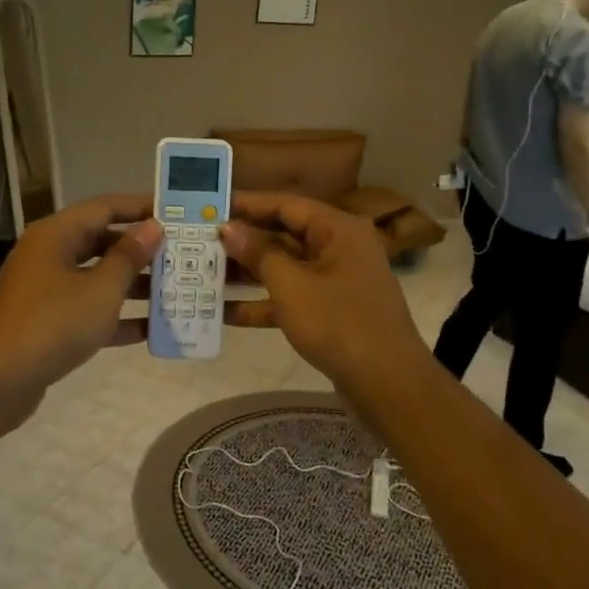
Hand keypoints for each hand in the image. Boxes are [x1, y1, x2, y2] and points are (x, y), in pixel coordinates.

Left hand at [0, 195, 161, 415]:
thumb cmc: (52, 324)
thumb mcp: (100, 290)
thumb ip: (129, 258)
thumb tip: (152, 227)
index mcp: (56, 235)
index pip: (105, 207)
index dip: (141, 207)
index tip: (177, 213)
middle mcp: (49, 255)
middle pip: (101, 241)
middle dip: (141, 249)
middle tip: (181, 254)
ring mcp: (46, 290)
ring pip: (96, 277)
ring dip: (133, 284)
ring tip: (174, 290)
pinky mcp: (47, 322)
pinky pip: (88, 310)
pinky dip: (116, 317)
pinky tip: (151, 330)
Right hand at [221, 192, 428, 390]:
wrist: (387, 383)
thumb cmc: (338, 323)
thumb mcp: (291, 285)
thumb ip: (258, 254)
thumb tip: (228, 228)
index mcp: (337, 230)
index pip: (286, 205)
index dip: (248, 204)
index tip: (212, 206)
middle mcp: (339, 248)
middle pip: (284, 236)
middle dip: (244, 241)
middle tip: (201, 241)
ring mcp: (336, 282)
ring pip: (285, 268)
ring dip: (248, 273)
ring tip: (205, 274)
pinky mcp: (331, 312)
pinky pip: (291, 297)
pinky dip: (263, 303)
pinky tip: (226, 313)